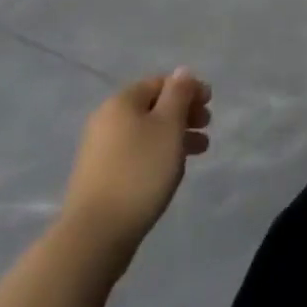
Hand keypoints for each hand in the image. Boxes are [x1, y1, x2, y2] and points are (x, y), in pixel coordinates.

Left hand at [60, 69, 211, 258]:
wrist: (95, 235)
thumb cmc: (139, 172)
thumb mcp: (168, 126)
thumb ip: (179, 94)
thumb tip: (182, 72)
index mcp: (122, 101)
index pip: (160, 82)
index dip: (188, 89)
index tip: (210, 104)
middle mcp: (106, 119)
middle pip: (152, 107)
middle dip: (183, 113)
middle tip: (207, 127)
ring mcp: (100, 149)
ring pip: (146, 132)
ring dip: (174, 136)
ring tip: (199, 152)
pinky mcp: (99, 176)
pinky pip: (136, 153)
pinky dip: (157, 154)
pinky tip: (170, 171)